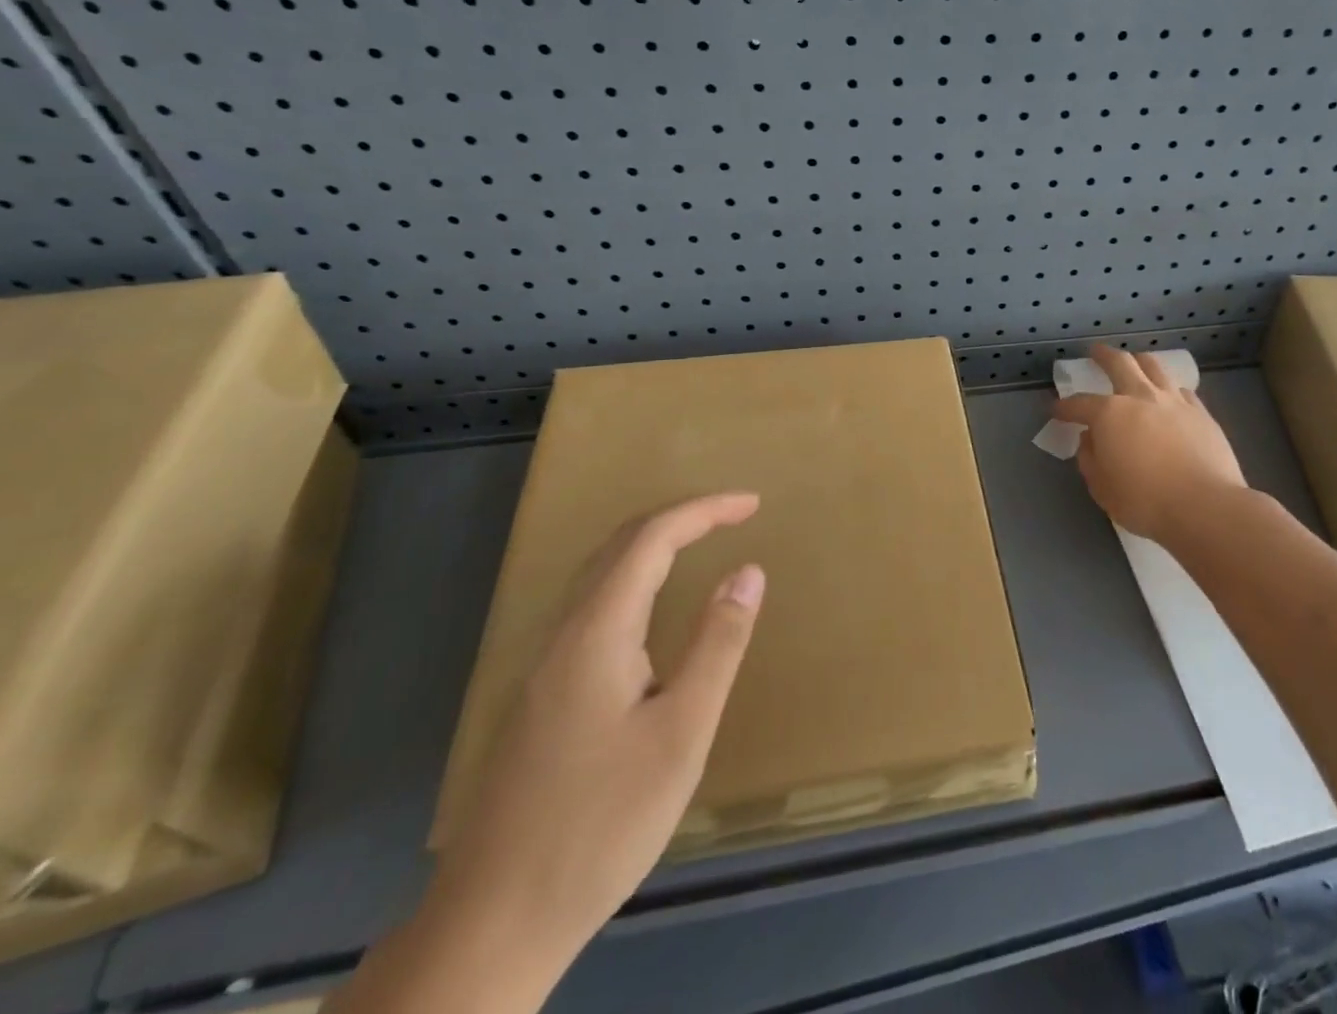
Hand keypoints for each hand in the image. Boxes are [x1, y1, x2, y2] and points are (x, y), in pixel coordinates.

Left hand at [428, 492, 765, 967]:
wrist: (490, 925)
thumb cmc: (601, 825)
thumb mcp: (681, 734)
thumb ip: (717, 644)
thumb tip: (748, 570)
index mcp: (598, 632)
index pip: (653, 538)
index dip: (705, 510)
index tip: (753, 504)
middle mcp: (563, 635)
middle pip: (620, 545)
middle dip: (680, 517)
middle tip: (734, 515)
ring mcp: (542, 668)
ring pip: (599, 576)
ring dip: (653, 545)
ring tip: (700, 544)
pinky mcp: (539, 698)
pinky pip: (591, 608)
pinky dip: (633, 579)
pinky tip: (649, 612)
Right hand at [1050, 345, 1246, 543]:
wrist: (1204, 506)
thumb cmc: (1145, 500)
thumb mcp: (1102, 487)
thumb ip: (1090, 459)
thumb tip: (1090, 439)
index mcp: (1109, 414)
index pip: (1079, 404)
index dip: (1064, 407)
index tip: (1055, 410)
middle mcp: (1140, 397)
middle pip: (1119, 363)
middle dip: (1103, 356)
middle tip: (1095, 352)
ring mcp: (1174, 402)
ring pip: (1154, 367)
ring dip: (1139, 361)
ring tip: (1135, 361)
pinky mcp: (1201, 413)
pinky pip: (1181, 390)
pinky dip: (1169, 388)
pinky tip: (1169, 395)